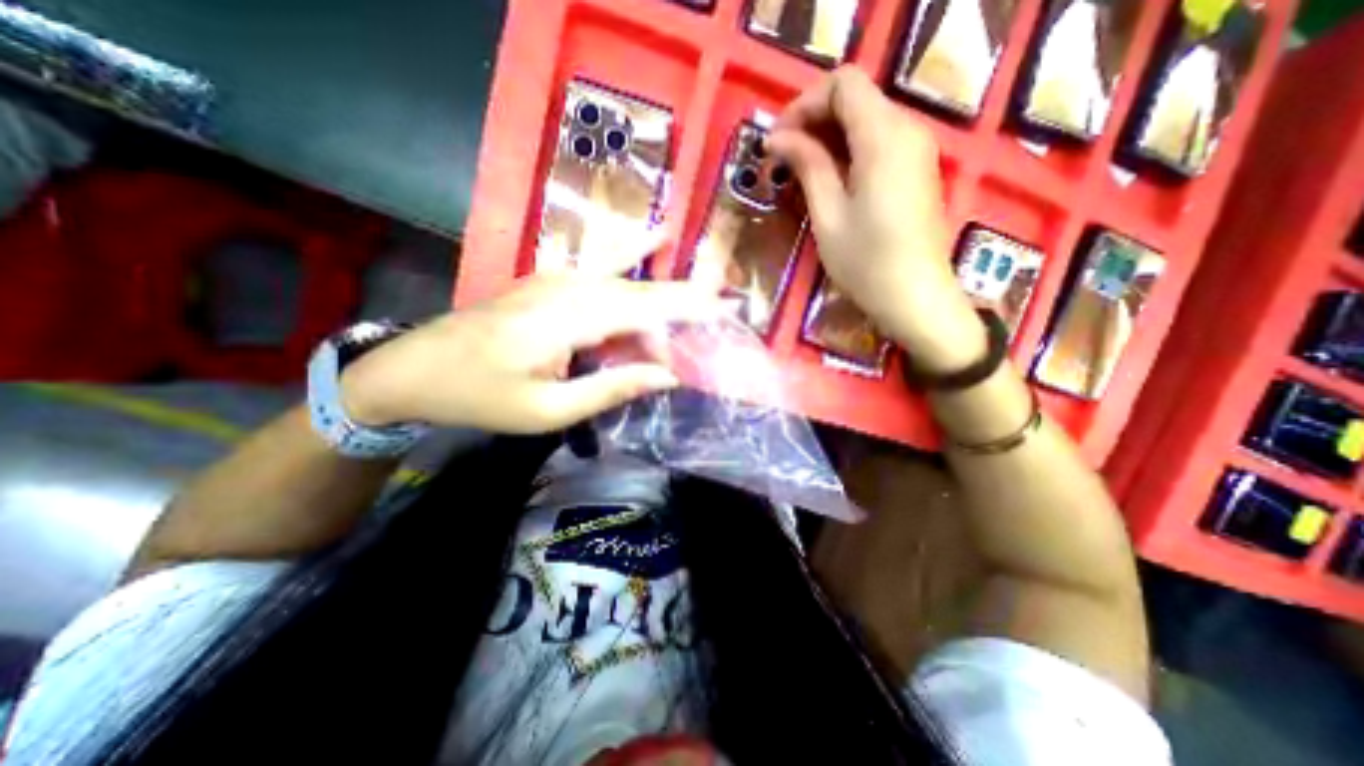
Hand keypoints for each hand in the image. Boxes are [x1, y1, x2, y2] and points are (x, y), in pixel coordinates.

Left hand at [335, 247, 718, 437]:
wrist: (416, 367)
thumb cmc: (481, 397)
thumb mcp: (549, 410)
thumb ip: (612, 388)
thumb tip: (666, 376)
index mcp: (566, 320)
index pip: (643, 307)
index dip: (688, 307)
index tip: (726, 309)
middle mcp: (567, 287)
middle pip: (639, 291)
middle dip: (683, 302)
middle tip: (722, 309)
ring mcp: (556, 277)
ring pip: (624, 281)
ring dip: (658, 299)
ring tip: (694, 304)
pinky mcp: (550, 280)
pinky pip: (604, 272)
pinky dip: (634, 263)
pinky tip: (655, 239)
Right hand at [766, 66, 979, 371]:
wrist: (914, 296)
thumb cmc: (865, 262)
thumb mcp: (828, 215)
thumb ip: (808, 166)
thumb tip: (779, 138)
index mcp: (884, 138)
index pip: (843, 85)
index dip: (804, 104)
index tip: (777, 140)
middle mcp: (907, 130)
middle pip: (856, 97)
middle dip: (813, 119)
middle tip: (781, 157)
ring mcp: (916, 149)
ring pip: (866, 118)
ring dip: (828, 136)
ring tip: (798, 170)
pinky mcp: (916, 168)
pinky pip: (878, 141)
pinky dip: (848, 149)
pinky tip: (828, 179)